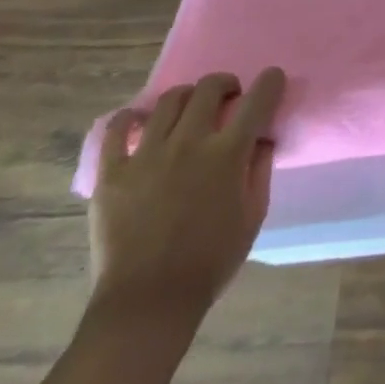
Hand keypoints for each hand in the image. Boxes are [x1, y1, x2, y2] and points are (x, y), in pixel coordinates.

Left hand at [89, 68, 285, 321]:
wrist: (147, 304)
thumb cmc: (209, 262)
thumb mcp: (253, 217)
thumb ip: (260, 170)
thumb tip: (262, 139)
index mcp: (227, 154)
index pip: (257, 100)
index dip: (270, 82)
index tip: (272, 79)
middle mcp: (188, 143)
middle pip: (208, 88)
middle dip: (225, 84)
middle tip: (228, 98)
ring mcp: (146, 155)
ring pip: (168, 101)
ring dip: (186, 96)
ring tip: (187, 110)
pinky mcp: (112, 173)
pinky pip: (116, 130)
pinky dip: (130, 118)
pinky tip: (138, 121)